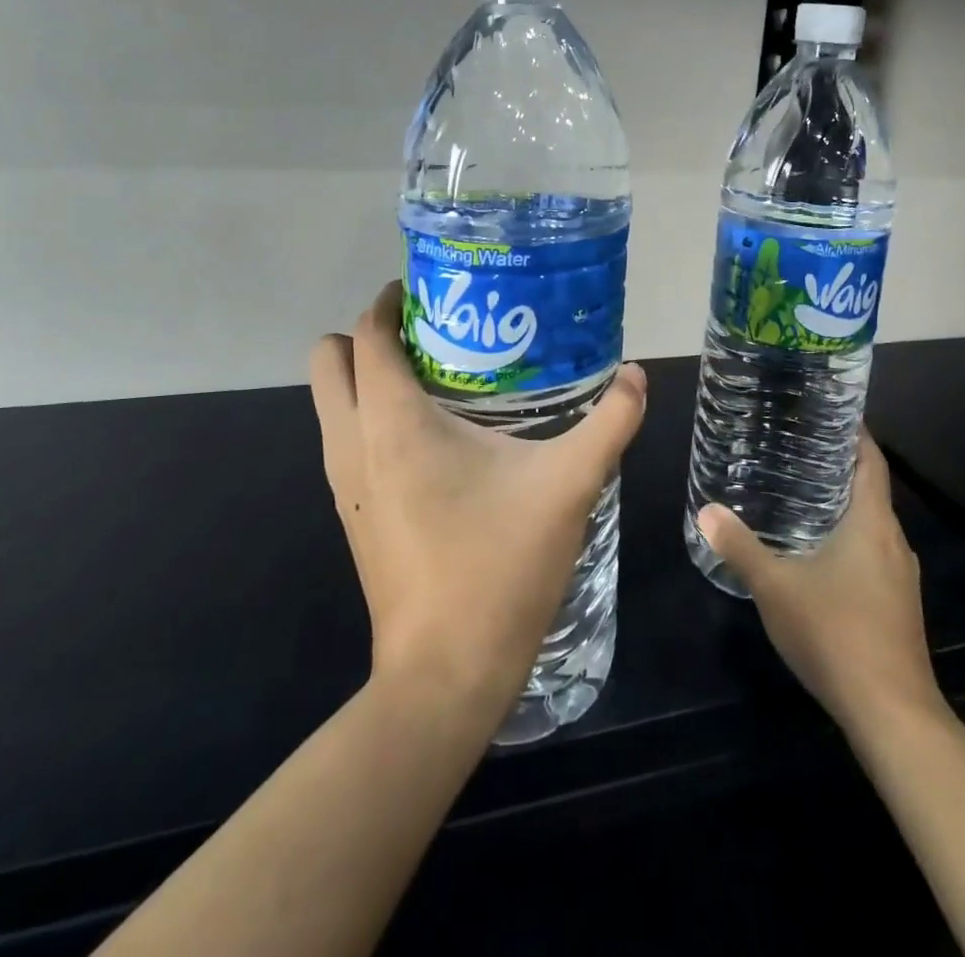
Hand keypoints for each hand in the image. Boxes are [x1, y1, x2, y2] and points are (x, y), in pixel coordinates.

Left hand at [309, 282, 645, 728]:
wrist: (445, 674)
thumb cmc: (500, 566)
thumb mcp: (569, 486)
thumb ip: (610, 422)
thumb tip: (636, 374)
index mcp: (393, 422)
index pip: (367, 335)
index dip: (390, 301)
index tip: (435, 290)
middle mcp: (352, 442)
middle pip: (328, 358)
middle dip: (369, 335)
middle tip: (436, 333)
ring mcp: (344, 482)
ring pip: (330, 400)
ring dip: (369, 375)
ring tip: (441, 377)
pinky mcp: (352, 512)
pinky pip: (345, 436)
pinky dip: (371, 415)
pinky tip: (437, 436)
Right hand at [695, 426, 942, 737]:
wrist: (892, 714)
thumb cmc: (835, 634)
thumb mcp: (775, 587)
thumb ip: (740, 547)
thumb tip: (706, 510)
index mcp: (872, 523)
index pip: (871, 460)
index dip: (856, 433)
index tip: (829, 413)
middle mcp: (895, 541)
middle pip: (871, 490)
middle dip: (839, 468)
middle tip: (798, 451)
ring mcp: (902, 577)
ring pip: (873, 526)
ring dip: (845, 508)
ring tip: (802, 496)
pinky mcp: (900, 606)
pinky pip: (875, 555)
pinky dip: (851, 541)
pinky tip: (820, 555)